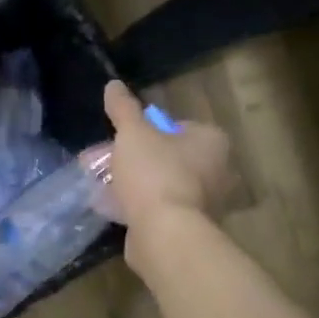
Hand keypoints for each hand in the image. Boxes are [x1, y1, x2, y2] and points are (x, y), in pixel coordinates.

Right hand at [101, 81, 234, 228]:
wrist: (165, 233)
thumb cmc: (154, 173)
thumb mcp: (133, 134)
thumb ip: (124, 109)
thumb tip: (113, 84)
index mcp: (211, 141)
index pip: (177, 126)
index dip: (146, 131)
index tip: (122, 140)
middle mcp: (217, 169)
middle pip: (167, 156)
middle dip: (134, 158)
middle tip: (105, 162)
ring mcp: (205, 202)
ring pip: (161, 183)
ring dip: (134, 184)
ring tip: (102, 186)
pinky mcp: (189, 227)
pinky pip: (160, 208)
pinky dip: (139, 206)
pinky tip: (113, 209)